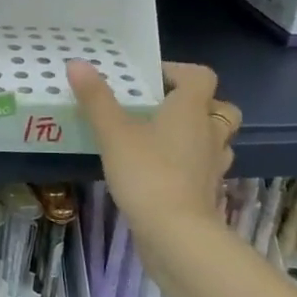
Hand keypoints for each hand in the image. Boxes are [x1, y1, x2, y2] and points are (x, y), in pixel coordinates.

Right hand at [67, 59, 239, 236]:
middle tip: (163, 109)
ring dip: (198, 134)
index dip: (178, 72)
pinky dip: (192, 164)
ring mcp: (213, 165)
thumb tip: (77, 63)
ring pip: (217, 139)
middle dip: (197, 104)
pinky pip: (206, 167)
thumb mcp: (113, 133)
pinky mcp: (208, 192)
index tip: (149, 79)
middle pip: (219, 107)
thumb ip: (96, 99)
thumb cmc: (147, 174)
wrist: (176, 234)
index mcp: (191, 110)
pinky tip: (166, 171)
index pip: (200, 76)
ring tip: (165, 139)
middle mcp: (210, 133)